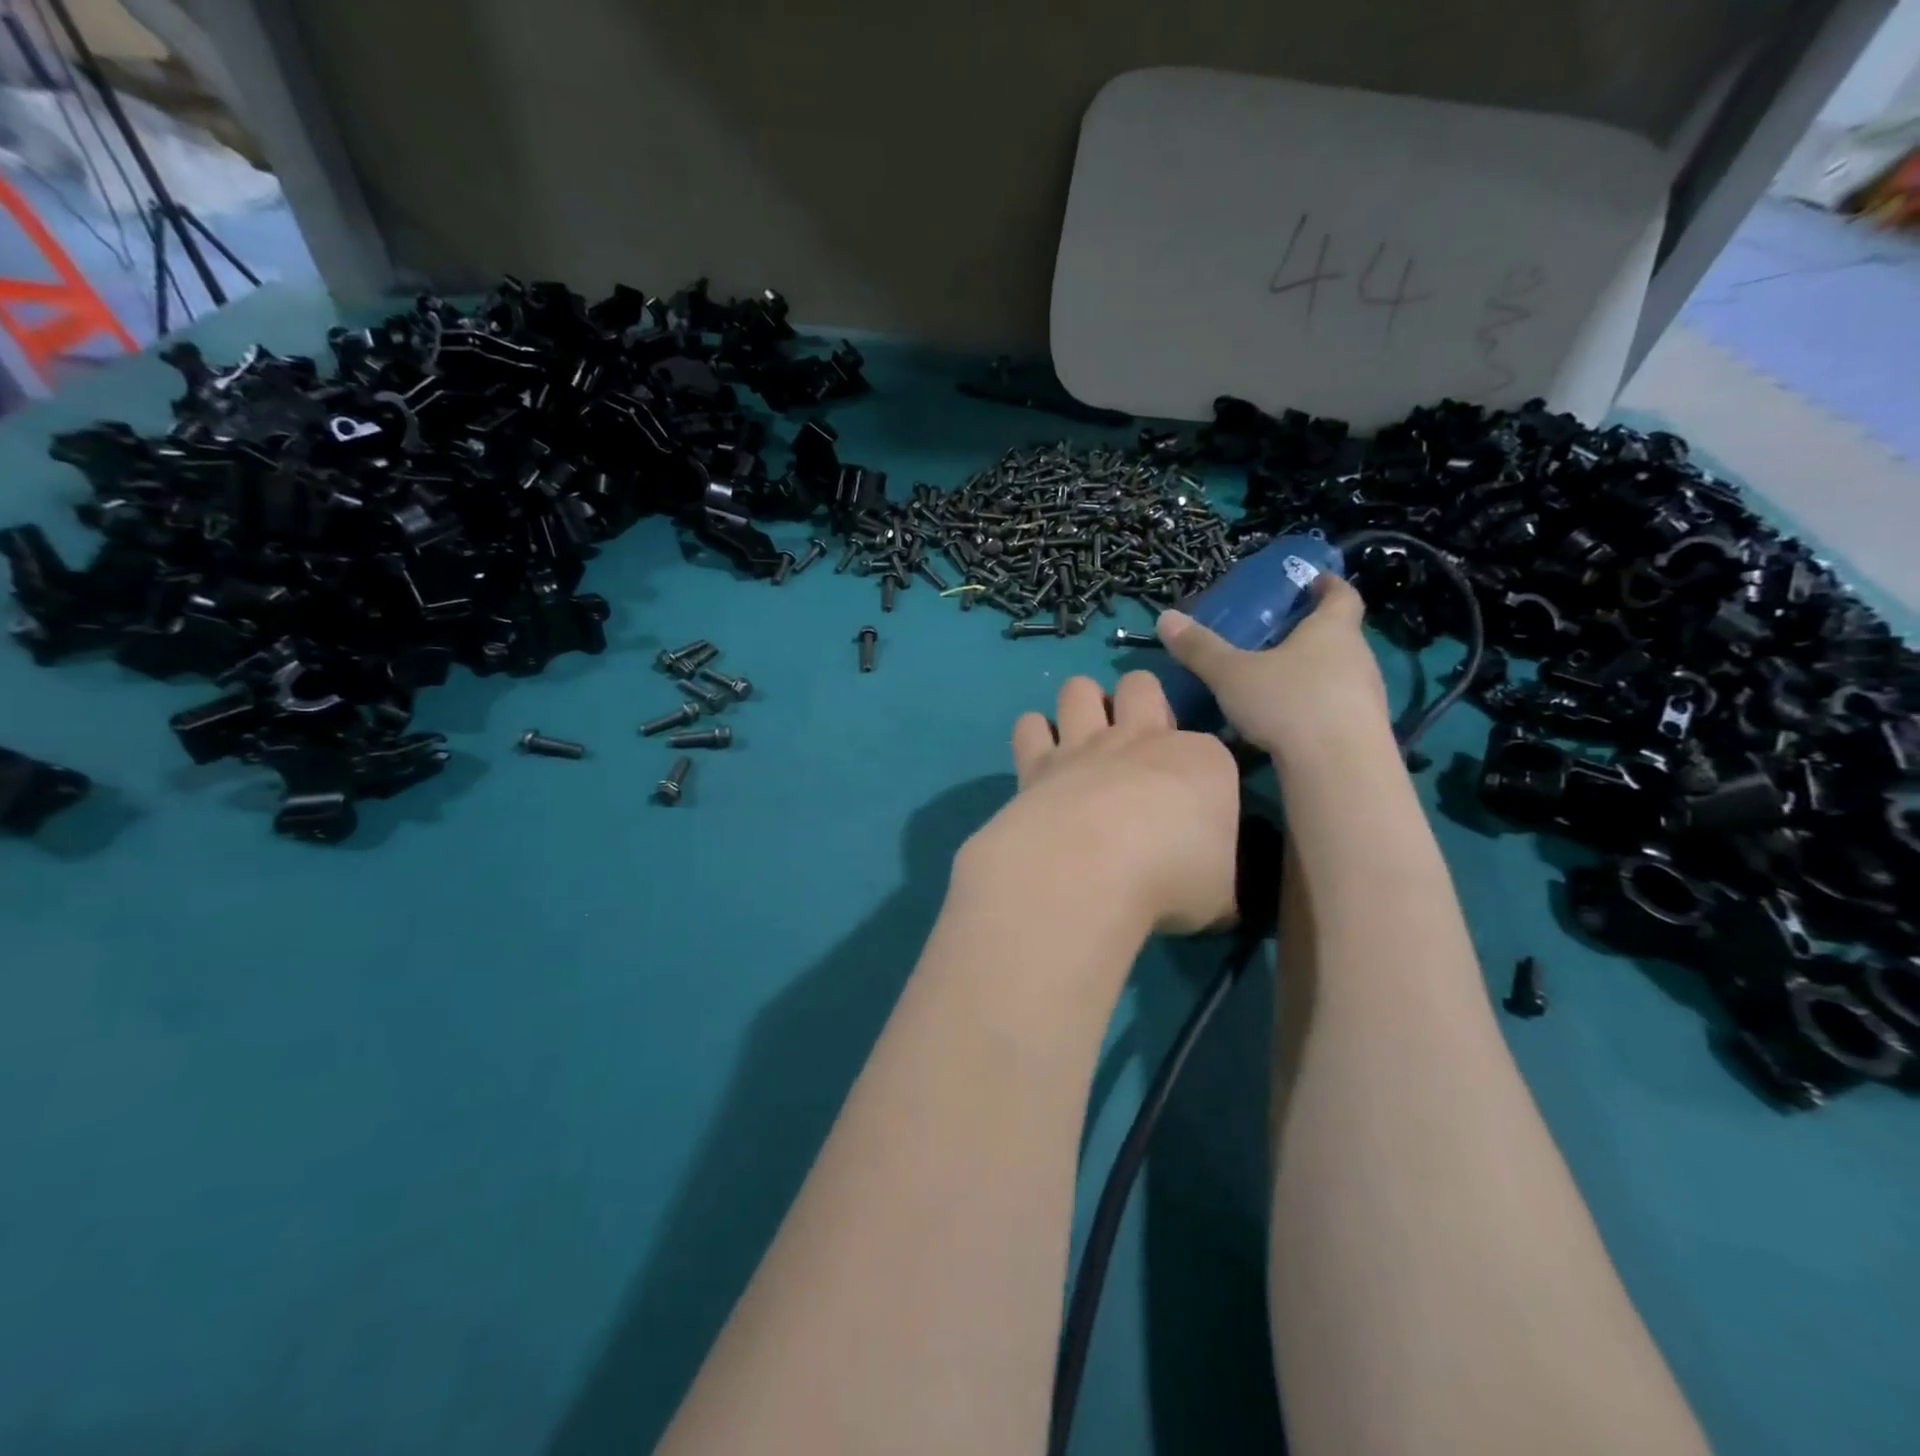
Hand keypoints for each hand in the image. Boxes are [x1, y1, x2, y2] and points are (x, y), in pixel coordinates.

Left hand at [960, 671, 1240, 936]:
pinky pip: (1029, 726)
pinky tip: (1039, 760)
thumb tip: (1218, 896)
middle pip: (1141, 685)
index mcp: (1202, 761)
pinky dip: (1033, 737)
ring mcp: (1085, 745)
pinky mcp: (1036, 763)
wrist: (1089, 870)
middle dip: (1137, 700)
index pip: (1212, 747)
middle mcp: (1142, 739)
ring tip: (1081, 741)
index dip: (1202, 771)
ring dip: (1080, 706)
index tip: (1195, 804)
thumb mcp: (1221, 896)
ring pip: (1078, 689)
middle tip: (1135, 745)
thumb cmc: (1171, 880)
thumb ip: (1219, 883)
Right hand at [1156, 574, 1390, 764]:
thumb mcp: (1232, 674)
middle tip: (1275, 636)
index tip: (1312, 581)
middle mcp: (1357, 656)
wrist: (1340, 769)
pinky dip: (1314, 707)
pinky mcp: (1363, 731)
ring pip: (1338, 673)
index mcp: (1332, 630)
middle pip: (1339, 634)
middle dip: (1310, 633)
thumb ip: (1200, 648)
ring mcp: (1366, 695)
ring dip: (1312, 673)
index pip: (1341, 594)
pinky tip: (1286, 723)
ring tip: (1275, 681)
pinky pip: (1336, 707)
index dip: (1327, 584)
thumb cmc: (1289, 703)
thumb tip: (1166, 618)